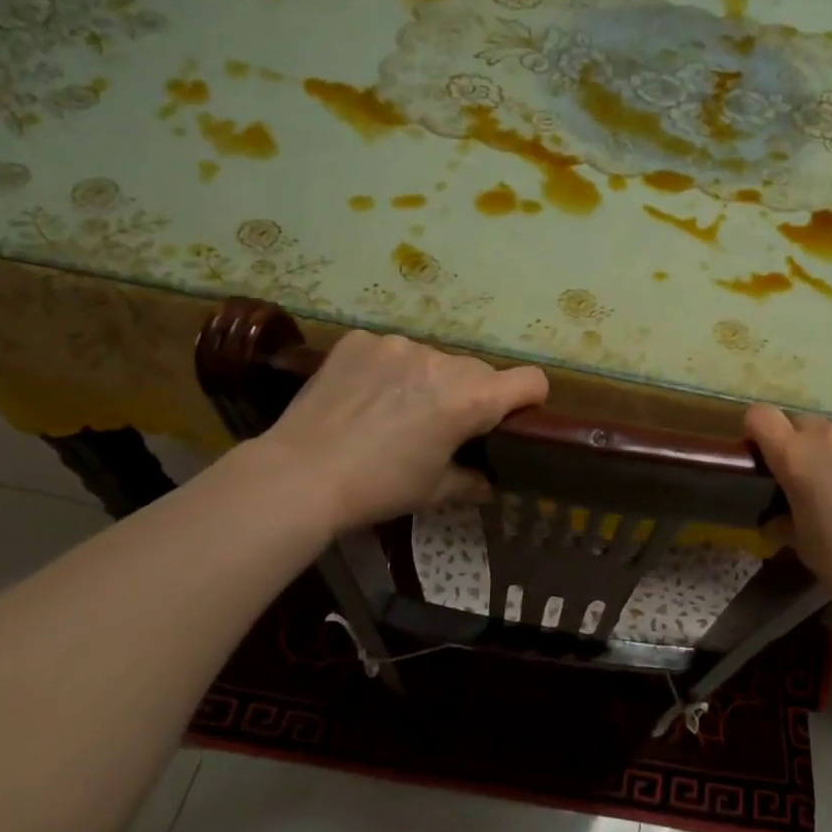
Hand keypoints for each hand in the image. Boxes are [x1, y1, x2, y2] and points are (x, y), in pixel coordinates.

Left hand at [256, 331, 547, 529]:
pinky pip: (390, 351)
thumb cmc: (379, 488)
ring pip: (434, 359)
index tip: (511, 418)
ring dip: (427, 380)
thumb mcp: (434, 491)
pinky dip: (387, 369)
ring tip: (393, 410)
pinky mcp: (361, 340)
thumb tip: (487, 482)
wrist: (299, 475)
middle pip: (479, 371)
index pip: (531, 380)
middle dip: (470, 395)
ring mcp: (399, 345)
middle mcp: (443, 362)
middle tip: (440, 426)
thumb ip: (471, 481)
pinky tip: (363, 396)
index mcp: (471, 399)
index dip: (529, 400)